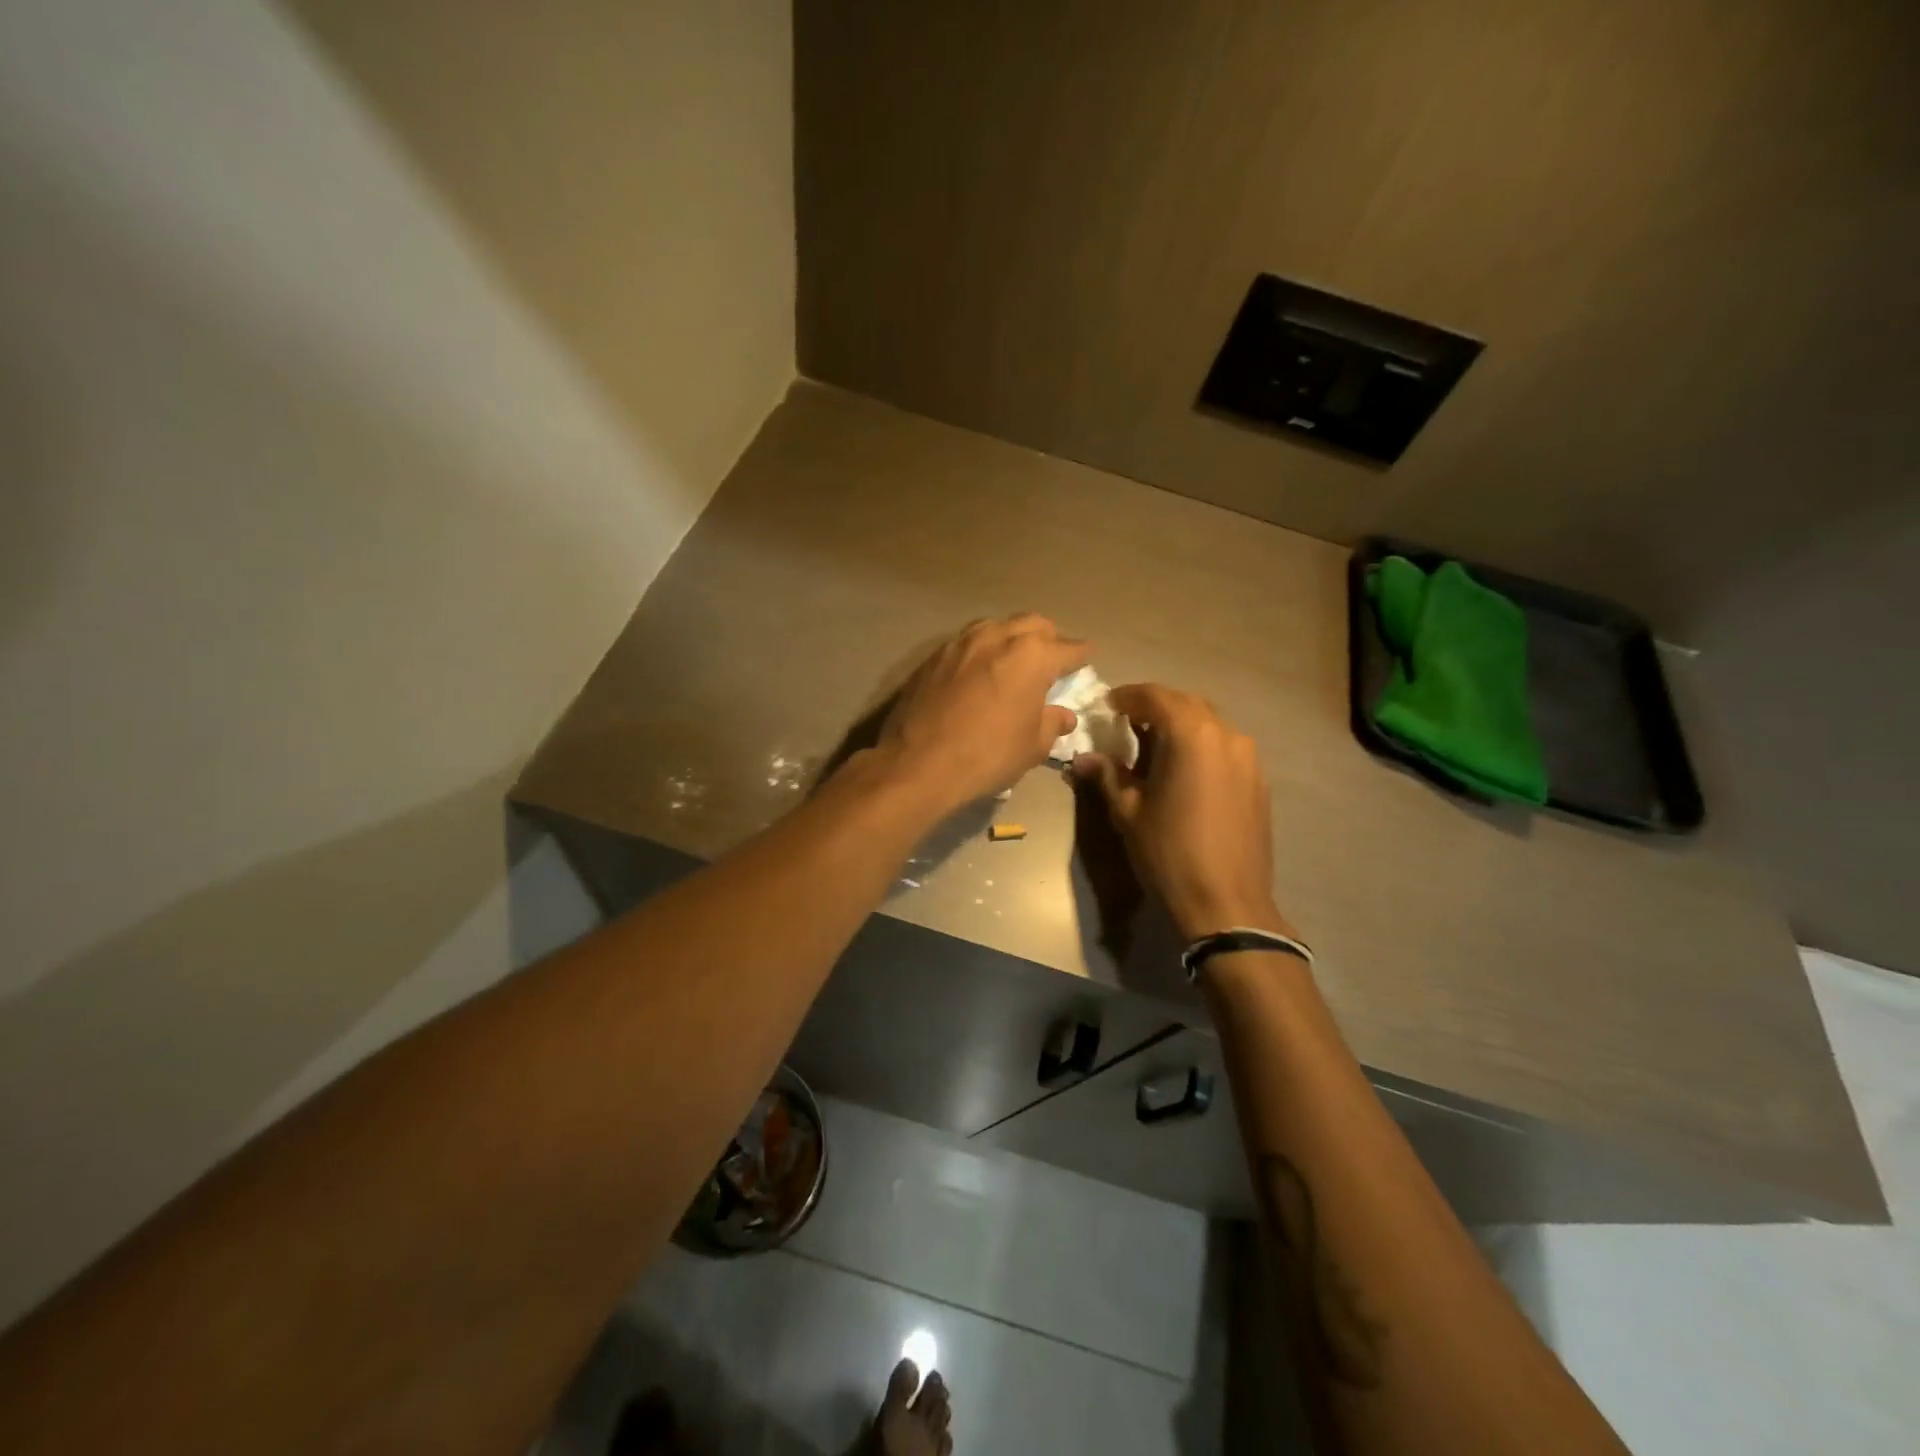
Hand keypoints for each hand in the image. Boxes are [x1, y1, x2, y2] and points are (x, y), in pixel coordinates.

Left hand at [881, 615, 1089, 808]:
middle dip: (1048, 638)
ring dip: (1012, 638)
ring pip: (997, 626)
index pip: (1068, 648)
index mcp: (1032, 655)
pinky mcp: (934, 655)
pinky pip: (968, 642)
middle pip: (1033, 624)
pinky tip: (980, 673)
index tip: (1086, 659)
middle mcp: (998, 636)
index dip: (1081, 656)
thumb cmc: (988, 755)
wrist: (918, 763)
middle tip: (1052, 659)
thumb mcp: (1032, 746)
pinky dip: (982, 651)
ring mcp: (962, 642)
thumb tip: (1063, 715)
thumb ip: (1052, 723)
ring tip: (1014, 661)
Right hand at [1073, 684, 1291, 940]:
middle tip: (1127, 723)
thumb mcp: (1128, 812)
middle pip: (1186, 704)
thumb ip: (1107, 775)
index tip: (1107, 705)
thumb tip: (1083, 758)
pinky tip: (1184, 772)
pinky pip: (1225, 748)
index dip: (1128, 696)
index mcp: (1191, 735)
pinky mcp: (1258, 781)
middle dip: (1155, 707)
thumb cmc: (1169, 852)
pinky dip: (1201, 747)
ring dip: (1180, 726)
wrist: (1227, 903)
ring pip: (1209, 725)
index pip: (1156, 696)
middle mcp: (1226, 735)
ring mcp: (1248, 758)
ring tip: (1154, 747)